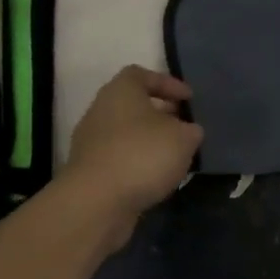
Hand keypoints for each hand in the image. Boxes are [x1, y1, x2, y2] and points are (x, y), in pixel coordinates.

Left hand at [62, 66, 202, 238]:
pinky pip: (118, 158)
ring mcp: (91, 142)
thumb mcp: (183, 138)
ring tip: (174, 156)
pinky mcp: (88, 172)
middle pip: (134, 105)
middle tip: (183, 126)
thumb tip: (188, 132)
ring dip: (149, 141)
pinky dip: (137, 163)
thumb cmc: (142, 155)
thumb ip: (191, 130)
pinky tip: (156, 178)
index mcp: (121, 90)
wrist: (95, 204)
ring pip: (126, 133)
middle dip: (161, 114)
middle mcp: (101, 110)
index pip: (143, 75)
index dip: (168, 84)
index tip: (188, 100)